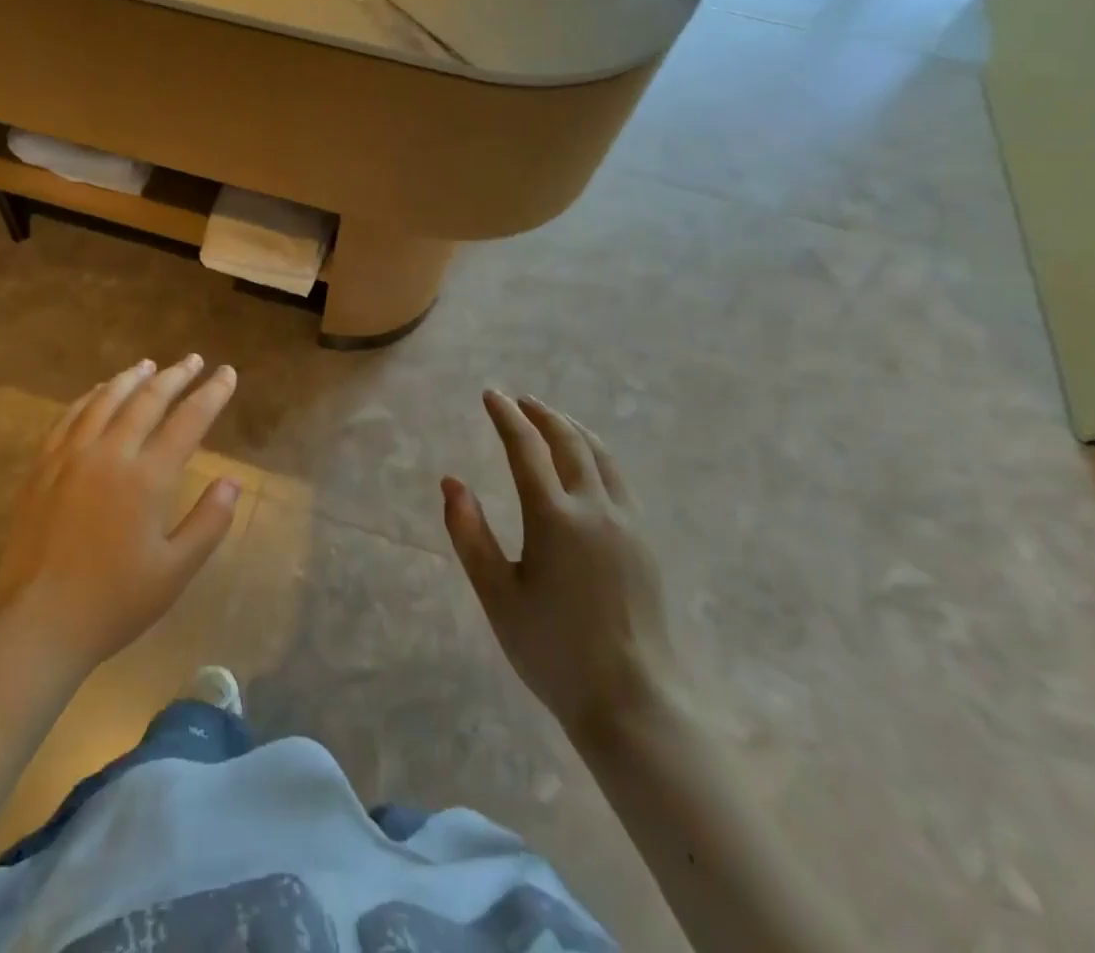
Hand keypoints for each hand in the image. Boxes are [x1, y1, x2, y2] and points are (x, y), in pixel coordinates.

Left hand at [0, 355, 240, 676]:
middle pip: (148, 400)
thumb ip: (208, 523)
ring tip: (150, 365)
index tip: (227, 373)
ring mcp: (70, 456)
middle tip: (193, 360)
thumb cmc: (112, 603)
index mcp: (147, 479)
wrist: (34, 625)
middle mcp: (110, 454)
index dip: (211, 393)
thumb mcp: (174, 572)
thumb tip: (232, 481)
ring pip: (106, 400)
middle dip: (175, 376)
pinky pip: (70, 416)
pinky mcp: (42, 466)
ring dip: (132, 378)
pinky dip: (91, 396)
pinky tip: (100, 392)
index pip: (188, 421)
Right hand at [444, 391, 679, 746]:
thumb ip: (470, 534)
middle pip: (569, 441)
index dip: (506, 417)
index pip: (525, 448)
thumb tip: (451, 482)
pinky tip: (588, 463)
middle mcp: (594, 508)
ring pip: (600, 455)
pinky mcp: (644, 540)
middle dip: (541, 414)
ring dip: (572, 428)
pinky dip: (596, 453)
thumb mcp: (497, 595)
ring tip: (551, 419)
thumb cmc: (552, 650)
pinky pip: (618, 478)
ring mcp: (626, 523)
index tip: (490, 395)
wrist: (632, 700)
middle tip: (518, 400)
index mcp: (554, 518)